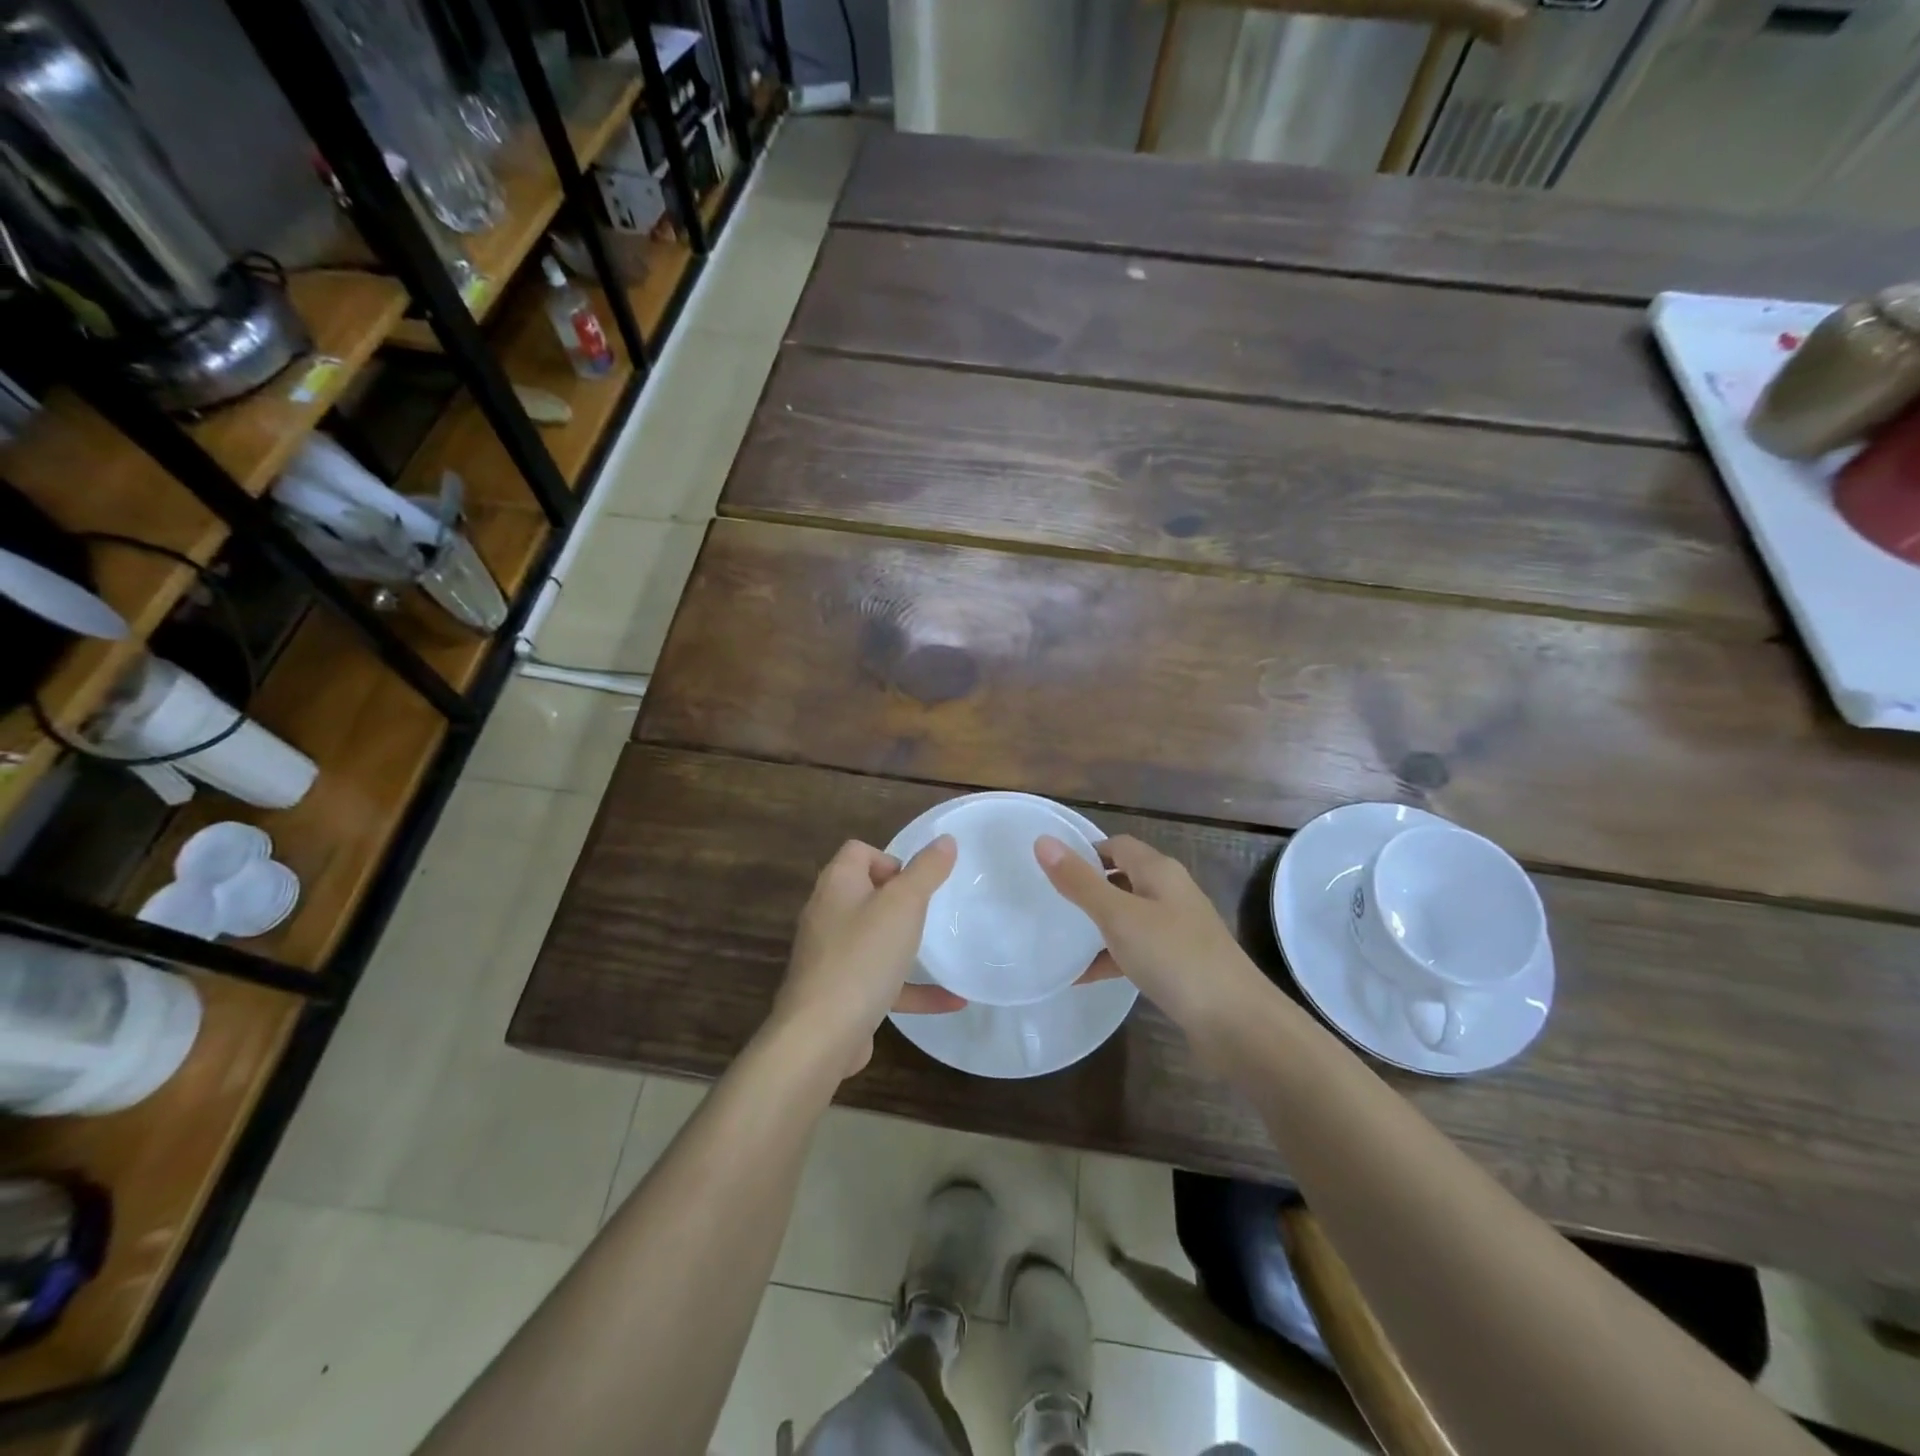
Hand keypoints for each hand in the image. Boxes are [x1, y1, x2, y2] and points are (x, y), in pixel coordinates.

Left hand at [768, 836, 961, 1077]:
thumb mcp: (904, 905)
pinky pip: (880, 981)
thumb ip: (926, 871)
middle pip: (865, 893)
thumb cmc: (863, 957)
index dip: (890, 859)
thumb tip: (945, 839)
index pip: (859, 851)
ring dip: (906, 944)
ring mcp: (830, 956)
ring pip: (872, 939)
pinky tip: (951, 1000)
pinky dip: (911, 987)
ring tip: (940, 949)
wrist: (821, 1036)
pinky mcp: (839, 993)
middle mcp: (827, 915)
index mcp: (837, 885)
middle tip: (929, 914)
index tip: (917, 883)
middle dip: (900, 901)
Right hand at [1035, 834, 1264, 1038]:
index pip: (1117, 845)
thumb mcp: (1118, 916)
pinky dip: (1112, 957)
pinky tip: (1085, 977)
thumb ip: (1080, 882)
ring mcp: (1179, 930)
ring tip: (1060, 940)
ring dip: (1098, 926)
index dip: (1085, 852)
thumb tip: (1042, 841)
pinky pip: (1138, 950)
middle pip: (1123, 879)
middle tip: (1050, 902)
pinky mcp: (1181, 964)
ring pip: (1129, 917)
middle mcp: (1171, 893)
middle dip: (1088, 889)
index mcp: (1159, 871)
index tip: (1050, 869)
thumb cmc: (1174, 957)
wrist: (1236, 1022)